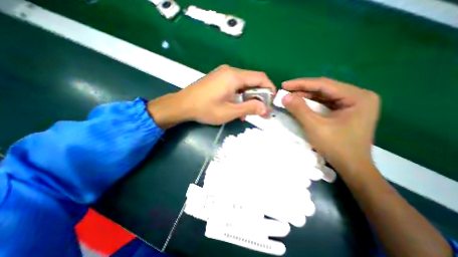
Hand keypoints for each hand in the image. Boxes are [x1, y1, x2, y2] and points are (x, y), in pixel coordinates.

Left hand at [147, 64, 274, 127]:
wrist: (182, 105)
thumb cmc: (206, 109)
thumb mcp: (229, 111)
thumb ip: (249, 108)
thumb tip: (265, 108)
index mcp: (234, 76)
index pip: (260, 77)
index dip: (269, 88)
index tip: (271, 101)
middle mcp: (230, 71)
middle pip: (252, 80)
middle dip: (259, 95)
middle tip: (259, 110)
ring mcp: (223, 74)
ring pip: (244, 84)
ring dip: (248, 97)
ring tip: (246, 112)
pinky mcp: (218, 79)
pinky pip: (235, 85)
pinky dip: (240, 95)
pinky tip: (236, 106)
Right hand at [281, 78, 381, 174]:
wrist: (352, 168)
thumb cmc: (336, 147)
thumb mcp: (315, 127)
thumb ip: (299, 109)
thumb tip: (284, 96)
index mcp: (357, 97)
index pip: (324, 84)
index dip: (301, 84)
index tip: (284, 84)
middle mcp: (357, 96)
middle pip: (324, 89)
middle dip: (302, 90)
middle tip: (285, 91)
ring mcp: (352, 104)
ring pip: (323, 96)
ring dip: (305, 96)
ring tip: (289, 97)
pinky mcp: (345, 112)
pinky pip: (324, 103)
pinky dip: (310, 104)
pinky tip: (300, 104)